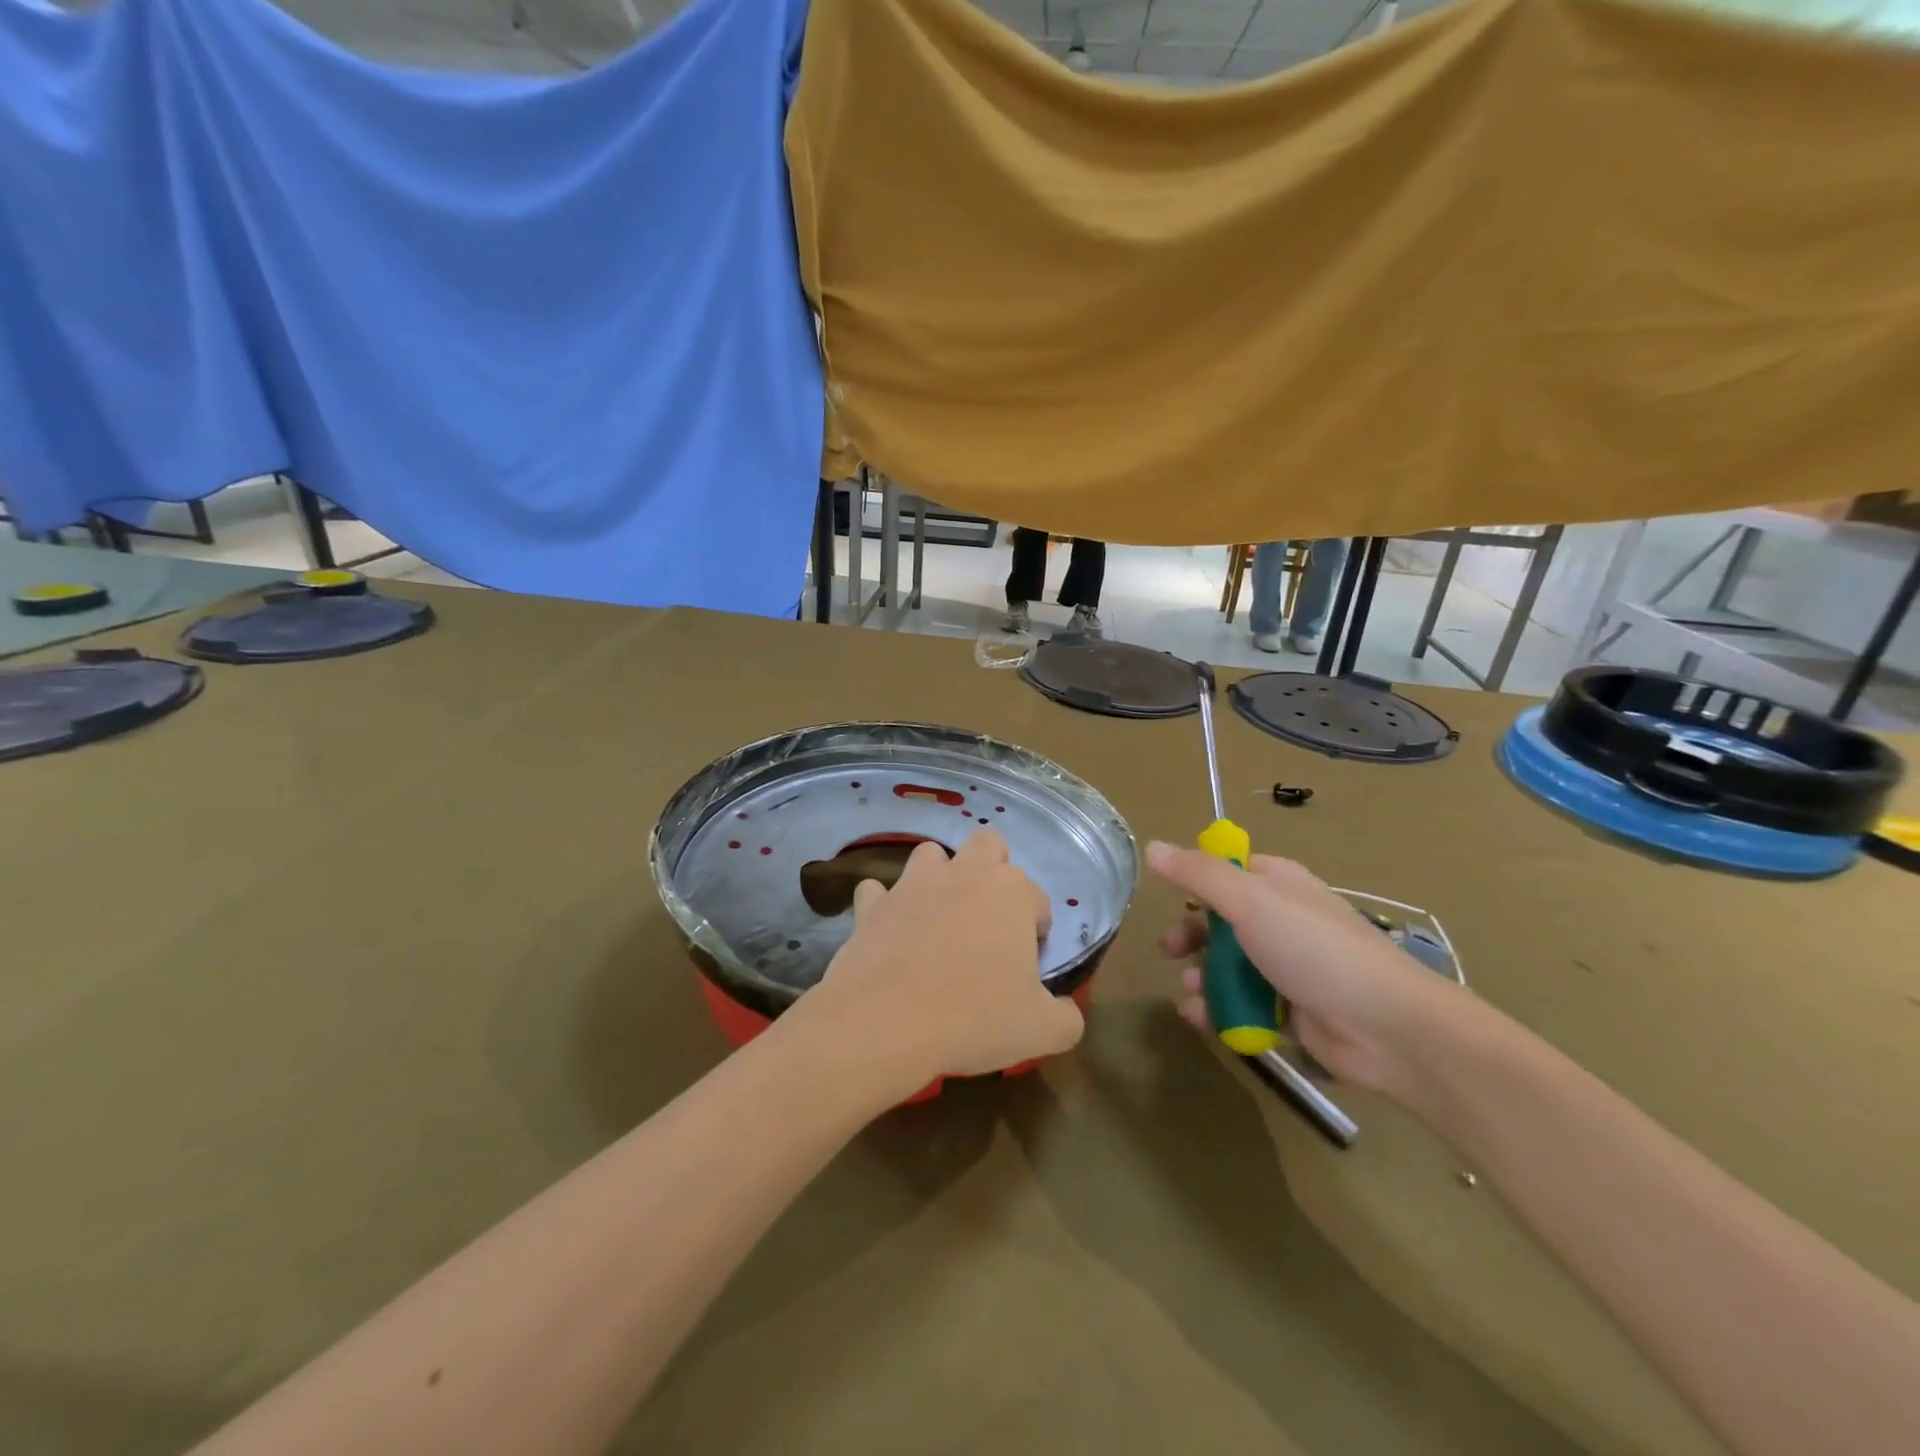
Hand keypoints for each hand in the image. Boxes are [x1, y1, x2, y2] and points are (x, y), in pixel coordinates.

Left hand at [795, 831, 1083, 1097]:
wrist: (886, 1023)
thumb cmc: (974, 1019)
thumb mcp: (1042, 1032)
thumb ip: (1066, 1017)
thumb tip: (1066, 1009)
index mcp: (1012, 894)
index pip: (1038, 899)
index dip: (1036, 931)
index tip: (1026, 967)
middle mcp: (964, 874)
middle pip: (988, 844)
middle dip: (993, 871)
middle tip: (988, 921)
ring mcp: (913, 884)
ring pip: (930, 855)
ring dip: (938, 878)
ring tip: (938, 919)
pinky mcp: (873, 904)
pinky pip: (877, 892)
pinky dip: (883, 906)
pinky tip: (888, 931)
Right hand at [1147, 841, 1466, 1097]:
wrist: (1387, 1028)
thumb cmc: (1314, 950)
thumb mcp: (1250, 901)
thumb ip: (1199, 874)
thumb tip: (1152, 846)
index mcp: (1278, 884)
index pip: (1229, 870)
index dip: (1196, 880)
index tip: (1168, 894)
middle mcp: (1282, 921)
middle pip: (1222, 921)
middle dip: (1191, 935)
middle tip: (1169, 950)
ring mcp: (1287, 968)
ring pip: (1228, 967)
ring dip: (1201, 978)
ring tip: (1190, 992)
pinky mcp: (1290, 1012)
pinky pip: (1242, 1006)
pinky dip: (1218, 1012)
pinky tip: (1201, 1019)